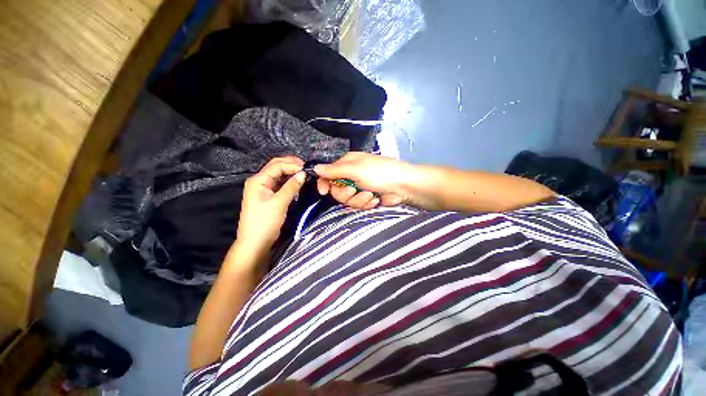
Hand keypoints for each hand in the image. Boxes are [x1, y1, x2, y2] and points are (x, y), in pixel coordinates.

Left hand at [237, 157, 304, 250]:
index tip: (306, 168)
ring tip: (304, 173)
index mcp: (258, 180)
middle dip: (290, 165)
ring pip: (278, 175)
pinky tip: (297, 182)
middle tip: (306, 167)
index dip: (292, 165)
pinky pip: (280, 184)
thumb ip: (291, 187)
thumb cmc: (265, 221)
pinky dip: (289, 182)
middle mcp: (259, 181)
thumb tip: (303, 174)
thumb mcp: (279, 203)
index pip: (276, 166)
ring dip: (290, 173)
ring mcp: (264, 189)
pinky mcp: (268, 196)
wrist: (255, 242)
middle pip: (276, 167)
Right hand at [314, 152, 414, 208]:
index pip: (328, 173)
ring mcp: (358, 188)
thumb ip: (335, 170)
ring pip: (347, 200)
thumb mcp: (356, 169)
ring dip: (358, 199)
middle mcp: (350, 175)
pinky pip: (358, 205)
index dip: (324, 182)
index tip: (324, 191)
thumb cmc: (380, 173)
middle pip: (336, 190)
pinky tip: (375, 200)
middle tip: (354, 189)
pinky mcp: (365, 198)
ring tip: (370, 195)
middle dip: (345, 193)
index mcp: (347, 163)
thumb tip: (315, 168)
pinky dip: (366, 203)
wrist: (403, 186)